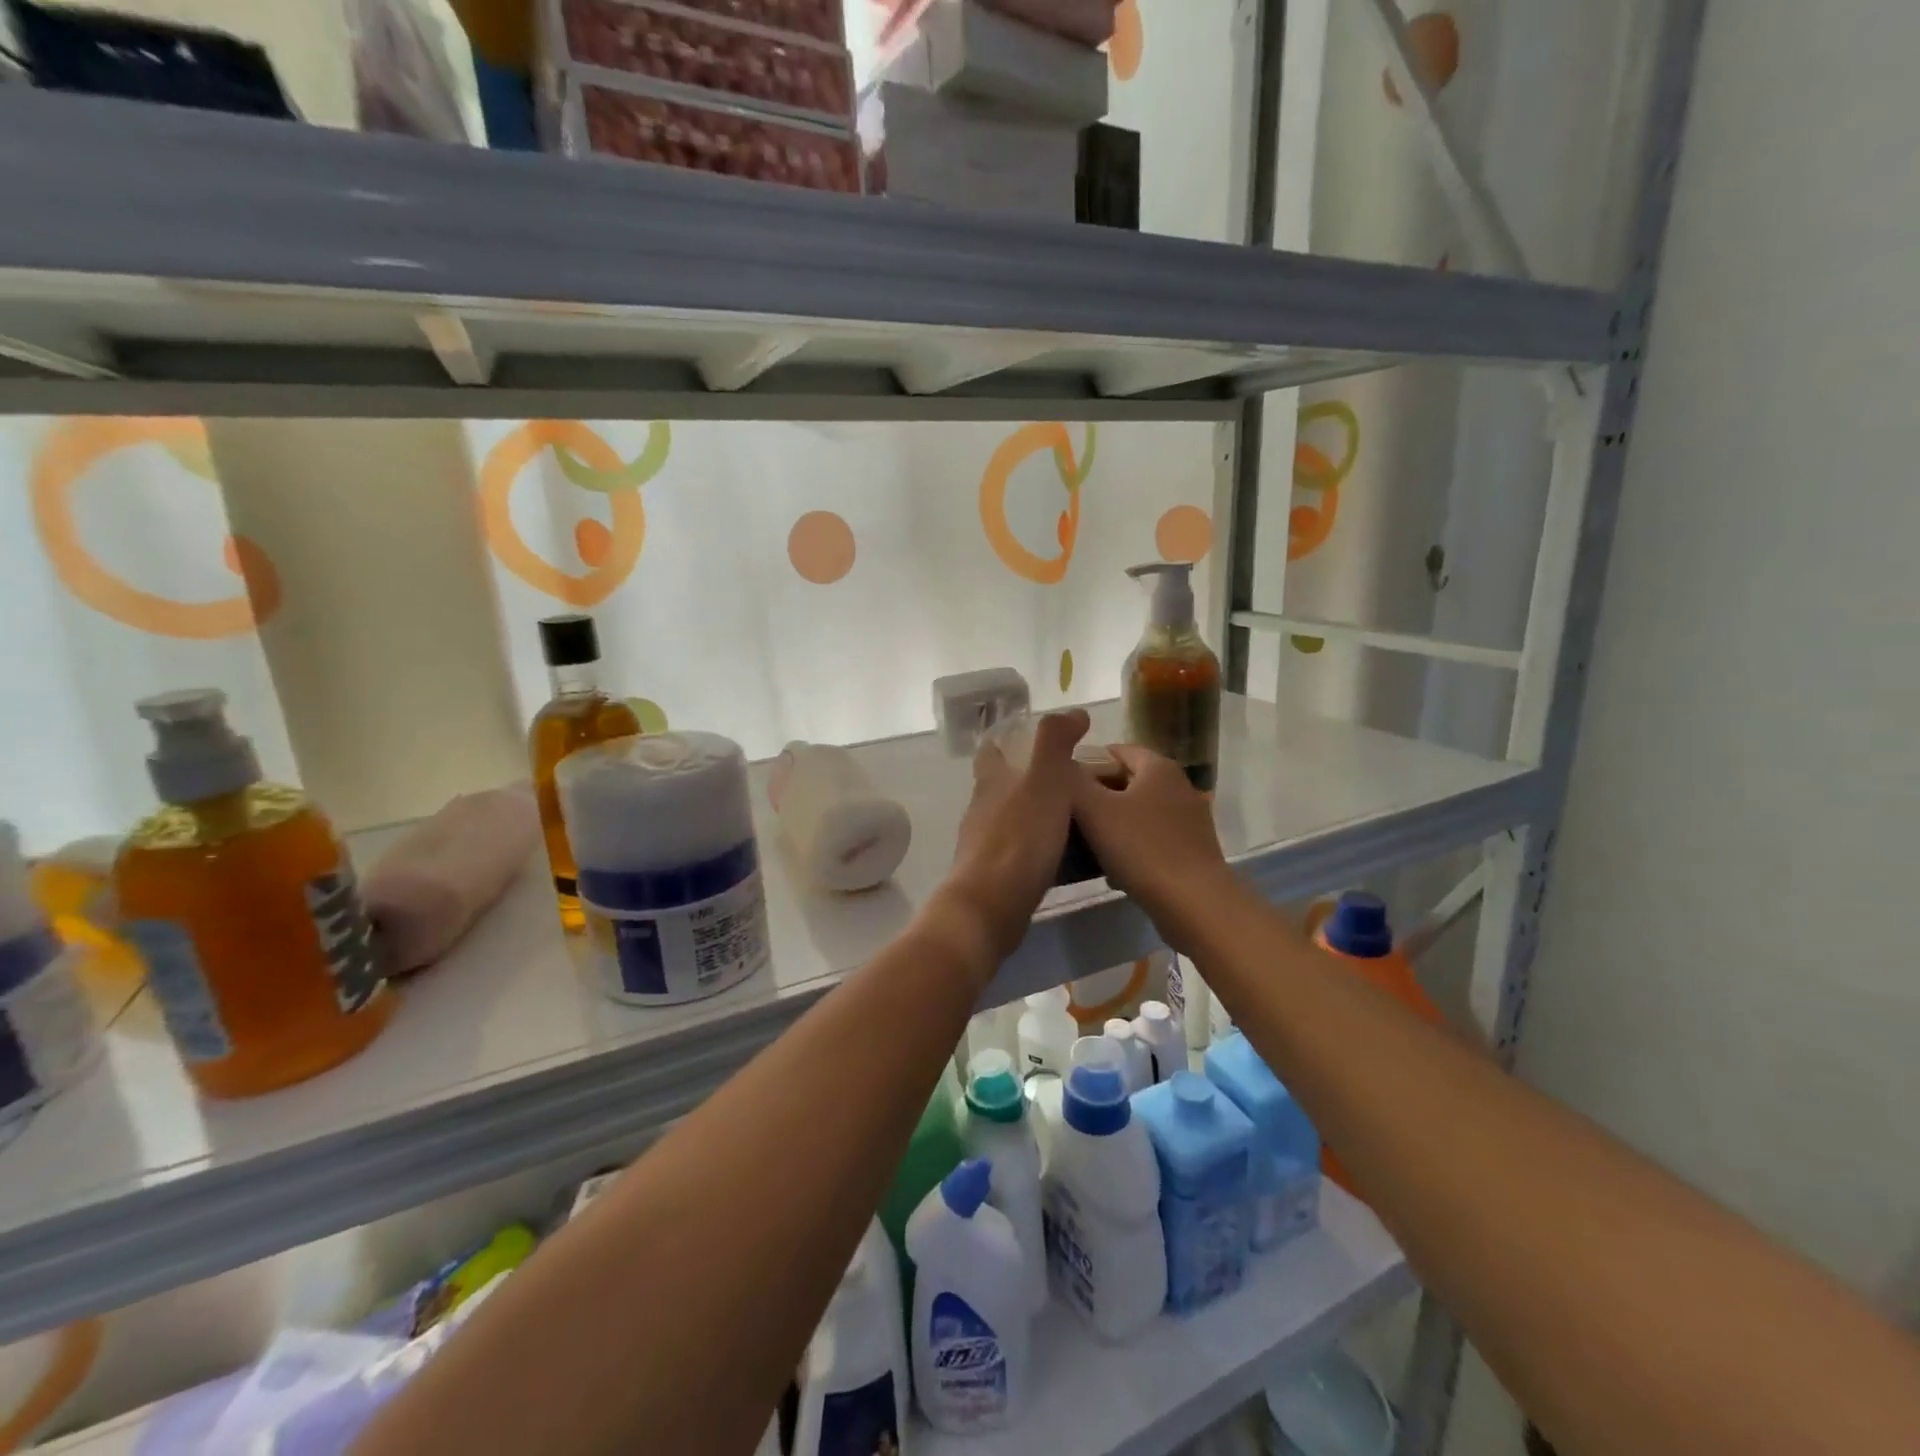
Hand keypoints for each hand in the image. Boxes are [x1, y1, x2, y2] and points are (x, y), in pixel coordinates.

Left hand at [942, 710, 1090, 962]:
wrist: (990, 907)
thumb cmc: (1019, 838)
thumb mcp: (1045, 780)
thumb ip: (1056, 742)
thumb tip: (1074, 712)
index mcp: (992, 781)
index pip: (991, 750)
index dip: (1007, 740)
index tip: (1035, 739)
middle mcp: (983, 809)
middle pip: (1004, 787)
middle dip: (1032, 782)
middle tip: (1076, 783)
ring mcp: (984, 845)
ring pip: (1014, 821)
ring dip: (1040, 818)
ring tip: (1080, 821)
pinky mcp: (993, 878)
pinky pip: (1022, 855)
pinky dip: (1042, 851)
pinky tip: (1067, 861)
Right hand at [1071, 743, 1236, 954]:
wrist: (1193, 904)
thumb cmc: (1141, 848)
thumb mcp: (1094, 810)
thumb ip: (1075, 782)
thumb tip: (1064, 765)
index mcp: (1158, 768)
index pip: (1117, 750)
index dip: (1087, 763)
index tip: (1063, 785)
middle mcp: (1179, 785)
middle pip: (1129, 781)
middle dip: (1098, 796)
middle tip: (1068, 816)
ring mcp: (1190, 819)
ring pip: (1139, 812)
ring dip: (1113, 824)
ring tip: (1084, 845)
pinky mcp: (1193, 849)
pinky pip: (1153, 838)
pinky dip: (1132, 847)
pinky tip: (1113, 870)